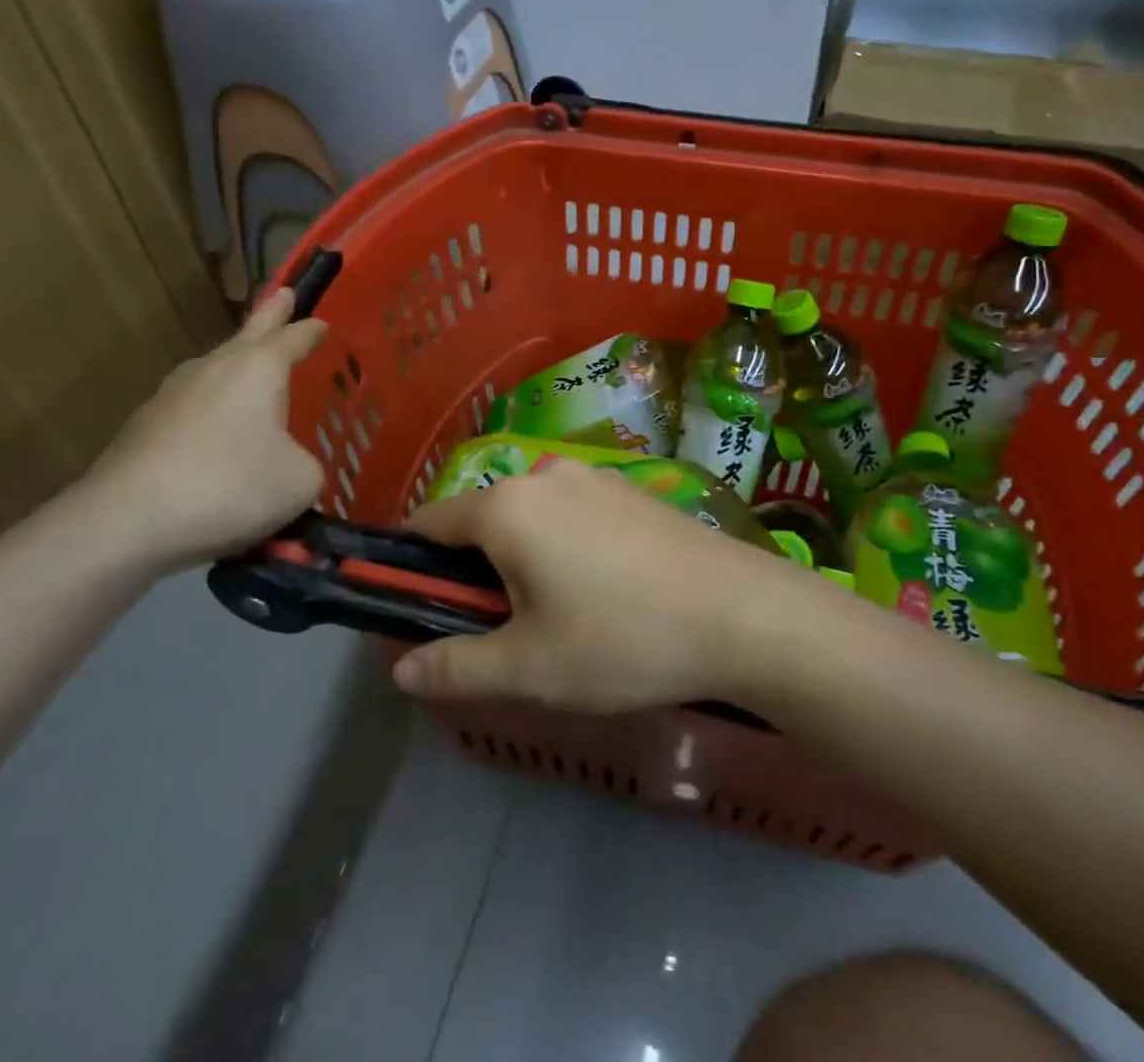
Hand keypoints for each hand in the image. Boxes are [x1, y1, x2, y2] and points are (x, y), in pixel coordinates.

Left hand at [82, 287, 326, 570]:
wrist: (127, 520)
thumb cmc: (230, 486)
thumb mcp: (300, 481)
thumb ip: (307, 463)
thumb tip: (291, 465)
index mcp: (259, 368)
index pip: (293, 338)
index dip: (311, 331)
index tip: (322, 323)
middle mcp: (215, 368)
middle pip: (249, 333)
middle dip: (271, 315)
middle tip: (284, 293)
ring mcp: (173, 393)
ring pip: (216, 368)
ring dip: (237, 364)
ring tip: (252, 369)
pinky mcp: (145, 425)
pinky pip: (193, 406)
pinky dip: (212, 410)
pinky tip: (217, 433)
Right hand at [392, 460, 817, 711]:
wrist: (741, 613)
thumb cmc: (622, 639)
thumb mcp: (529, 668)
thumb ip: (456, 666)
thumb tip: (402, 669)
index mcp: (507, 506)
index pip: (430, 523)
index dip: (415, 568)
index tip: (425, 612)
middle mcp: (545, 475)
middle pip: (483, 521)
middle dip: (477, 574)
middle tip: (503, 635)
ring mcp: (595, 477)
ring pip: (532, 519)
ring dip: (524, 563)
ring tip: (559, 622)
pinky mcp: (632, 490)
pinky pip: (574, 516)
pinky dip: (565, 549)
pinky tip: (604, 595)